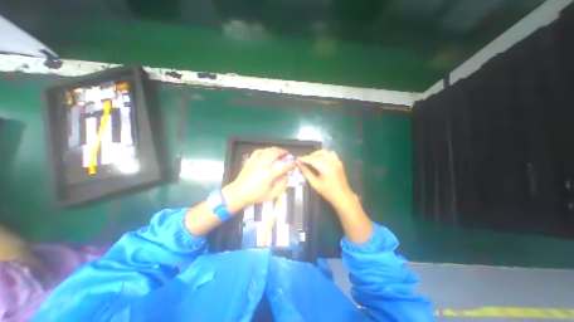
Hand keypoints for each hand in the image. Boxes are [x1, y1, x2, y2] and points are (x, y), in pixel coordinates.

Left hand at [226, 147, 295, 209]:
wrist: (239, 192)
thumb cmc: (256, 195)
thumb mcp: (272, 195)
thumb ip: (282, 185)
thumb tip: (287, 176)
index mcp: (270, 175)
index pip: (284, 167)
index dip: (291, 164)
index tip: (294, 163)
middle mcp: (264, 166)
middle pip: (275, 153)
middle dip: (283, 151)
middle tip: (287, 152)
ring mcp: (256, 161)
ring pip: (267, 150)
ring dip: (275, 149)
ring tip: (279, 151)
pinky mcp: (250, 160)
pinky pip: (258, 151)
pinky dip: (265, 150)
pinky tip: (267, 151)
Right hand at [299, 149, 374, 242]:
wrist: (343, 196)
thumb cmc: (328, 192)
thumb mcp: (315, 183)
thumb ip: (306, 173)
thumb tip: (299, 165)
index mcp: (326, 167)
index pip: (312, 159)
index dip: (303, 158)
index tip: (297, 159)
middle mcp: (332, 161)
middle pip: (317, 154)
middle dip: (309, 156)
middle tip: (303, 161)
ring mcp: (336, 160)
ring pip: (324, 152)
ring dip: (316, 154)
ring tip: (311, 160)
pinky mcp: (339, 162)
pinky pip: (330, 154)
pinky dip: (324, 155)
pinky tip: (321, 160)